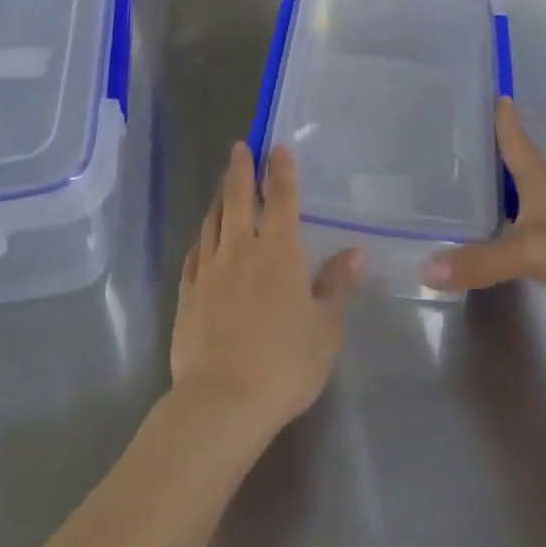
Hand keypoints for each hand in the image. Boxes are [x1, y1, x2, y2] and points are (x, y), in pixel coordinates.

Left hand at [170, 143, 364, 440]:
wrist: (223, 399)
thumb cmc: (285, 362)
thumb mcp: (325, 328)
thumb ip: (337, 285)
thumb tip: (357, 251)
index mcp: (279, 252)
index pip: (281, 198)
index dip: (280, 170)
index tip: (276, 147)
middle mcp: (241, 249)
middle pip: (239, 198)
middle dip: (241, 169)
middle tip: (239, 148)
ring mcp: (209, 269)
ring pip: (213, 221)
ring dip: (219, 198)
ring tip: (223, 185)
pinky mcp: (188, 293)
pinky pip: (194, 254)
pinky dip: (202, 238)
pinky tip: (203, 238)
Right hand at [423, 100, 545, 360]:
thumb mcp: (535, 252)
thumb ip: (480, 260)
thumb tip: (424, 270)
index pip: (518, 142)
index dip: (503, 119)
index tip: (487, 91)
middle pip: (514, 172)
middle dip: (485, 157)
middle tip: (445, 143)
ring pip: (516, 208)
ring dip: (490, 199)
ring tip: (451, 191)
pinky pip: (519, 243)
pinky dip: (498, 238)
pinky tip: (479, 242)